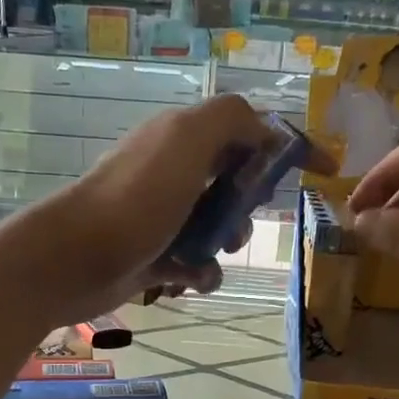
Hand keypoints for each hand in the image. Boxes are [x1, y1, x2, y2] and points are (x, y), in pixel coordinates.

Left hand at [12, 95, 279, 324]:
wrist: (73, 259)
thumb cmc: (135, 199)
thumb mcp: (186, 141)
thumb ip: (231, 120)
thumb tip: (266, 129)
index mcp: (182, 138)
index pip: (246, 131)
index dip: (286, 146)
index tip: (325, 169)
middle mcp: (171, 172)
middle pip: (234, 182)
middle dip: (247, 203)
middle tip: (238, 219)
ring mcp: (161, 216)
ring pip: (217, 226)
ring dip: (227, 241)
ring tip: (213, 252)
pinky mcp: (153, 256)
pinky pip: (195, 262)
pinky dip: (201, 271)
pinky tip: (192, 278)